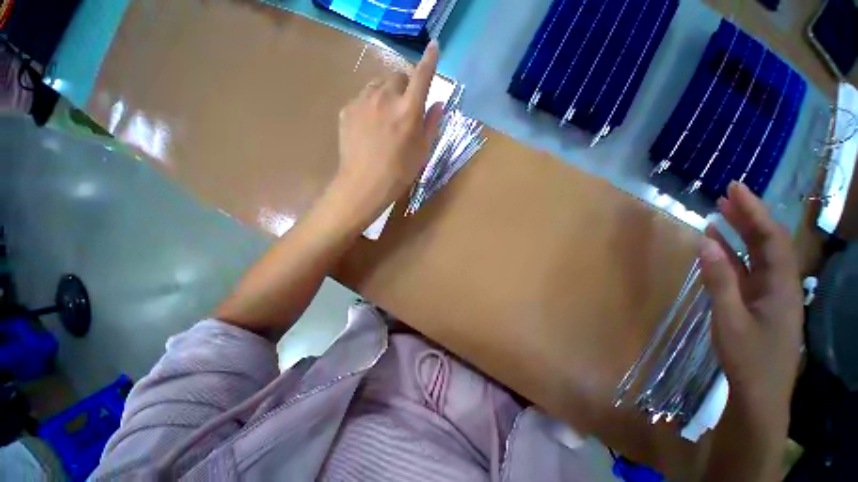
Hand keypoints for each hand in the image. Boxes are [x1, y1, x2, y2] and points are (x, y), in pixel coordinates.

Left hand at [331, 40, 443, 226]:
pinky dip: (370, 105)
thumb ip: (431, 124)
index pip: (422, 76)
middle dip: (404, 87)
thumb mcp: (422, 152)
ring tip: (385, 118)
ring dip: (386, 94)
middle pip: (398, 76)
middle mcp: (386, 98)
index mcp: (409, 110)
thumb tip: (438, 103)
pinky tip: (369, 127)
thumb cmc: (399, 172)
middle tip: (404, 108)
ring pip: (378, 85)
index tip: (433, 47)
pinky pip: (362, 98)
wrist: (363, 184)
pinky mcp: (347, 109)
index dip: (429, 61)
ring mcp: (363, 101)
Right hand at [700, 182, 803, 429]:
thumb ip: (719, 281)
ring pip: (758, 254)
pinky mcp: (758, 301)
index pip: (771, 238)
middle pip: (768, 241)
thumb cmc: (748, 358)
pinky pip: (747, 270)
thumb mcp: (729, 320)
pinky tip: (718, 245)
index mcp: (781, 285)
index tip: (735, 190)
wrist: (760, 392)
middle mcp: (780, 283)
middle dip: (749, 216)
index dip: (755, 212)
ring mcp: (769, 292)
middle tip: (728, 194)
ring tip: (722, 211)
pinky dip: (732, 254)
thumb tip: (705, 244)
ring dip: (741, 232)